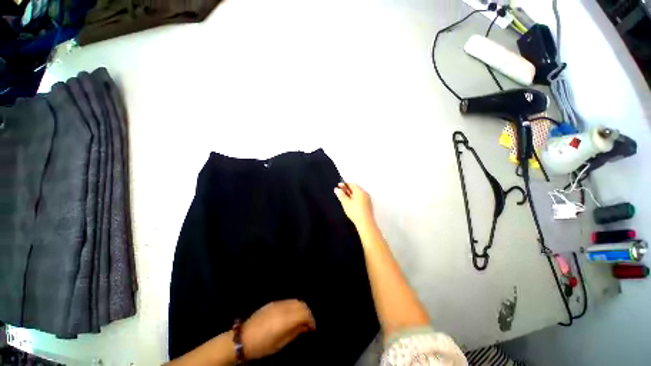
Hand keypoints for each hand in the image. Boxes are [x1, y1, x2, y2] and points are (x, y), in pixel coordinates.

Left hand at [242, 300, 315, 359]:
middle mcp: (283, 308)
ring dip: (301, 308)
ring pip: (296, 300)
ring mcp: (278, 303)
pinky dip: (294, 306)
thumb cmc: (262, 345)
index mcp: (285, 319)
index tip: (312, 328)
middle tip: (308, 324)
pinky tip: (292, 314)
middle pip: (302, 304)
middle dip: (308, 313)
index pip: (304, 313)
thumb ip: (295, 332)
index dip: (311, 320)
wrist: (244, 338)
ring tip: (301, 319)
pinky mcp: (273, 302)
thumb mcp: (280, 344)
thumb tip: (305, 326)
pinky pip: (288, 301)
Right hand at [334, 183, 375, 228]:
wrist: (365, 223)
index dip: (344, 184)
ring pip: (358, 193)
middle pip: (355, 188)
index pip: (351, 184)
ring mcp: (367, 199)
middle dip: (347, 189)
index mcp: (360, 191)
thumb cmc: (356, 213)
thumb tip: (337, 190)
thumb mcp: (345, 203)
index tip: (339, 186)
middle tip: (340, 191)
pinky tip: (351, 203)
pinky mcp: (368, 204)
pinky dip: (355, 198)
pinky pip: (360, 198)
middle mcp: (365, 194)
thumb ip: (340, 195)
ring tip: (344, 197)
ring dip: (351, 194)